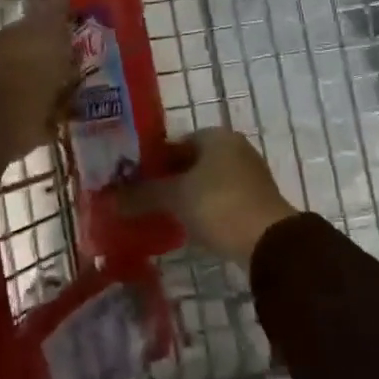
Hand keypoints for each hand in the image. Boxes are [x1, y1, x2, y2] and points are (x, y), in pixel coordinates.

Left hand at [0, 0, 76, 198]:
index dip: (63, 28)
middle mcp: (12, 61)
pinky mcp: (18, 127)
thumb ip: (53, 7)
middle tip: (90, 67)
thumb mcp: (47, 28)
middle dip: (62, 61)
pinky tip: (71, 118)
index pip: (42, 24)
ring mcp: (13, 94)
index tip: (87, 33)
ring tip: (85, 93)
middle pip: (43, 57)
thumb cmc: (28, 68)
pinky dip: (55, 118)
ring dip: (60, 90)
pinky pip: (43, 118)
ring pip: (43, 86)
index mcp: (18, 35)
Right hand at [112, 128, 296, 265]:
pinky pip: (219, 200)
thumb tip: (109, 199)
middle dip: (167, 180)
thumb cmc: (219, 205)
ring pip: (205, 182)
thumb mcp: (175, 198)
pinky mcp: (254, 201)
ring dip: (184, 196)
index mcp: (217, 136)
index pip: (175, 142)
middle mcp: (235, 148)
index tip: (132, 180)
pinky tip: (185, 226)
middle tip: (141, 199)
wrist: (269, 242)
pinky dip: (202, 209)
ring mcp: (248, 175)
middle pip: (190, 162)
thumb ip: (142, 195)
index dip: (152, 160)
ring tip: (158, 214)